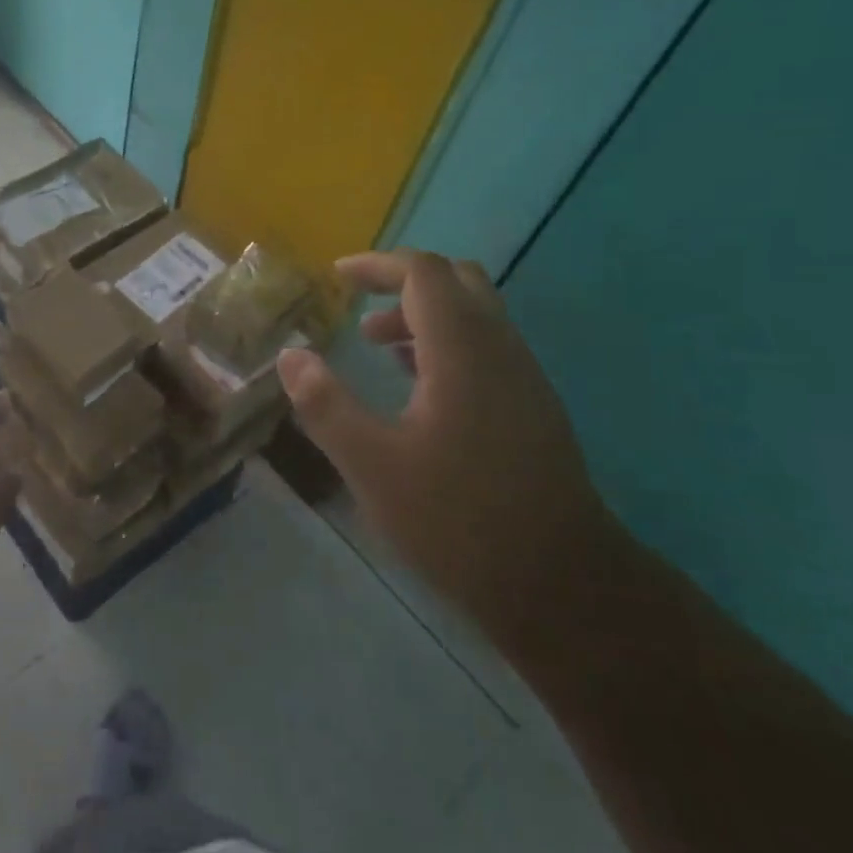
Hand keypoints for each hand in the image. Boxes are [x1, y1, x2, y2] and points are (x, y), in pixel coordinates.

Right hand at [276, 251, 614, 624]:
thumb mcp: (372, 465)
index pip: (423, 274)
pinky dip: (446, 345)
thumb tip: (290, 356)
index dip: (377, 265)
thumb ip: (326, 405)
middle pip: (457, 281)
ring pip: (476, 316)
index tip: (336, 277)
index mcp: (463, 351)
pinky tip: (417, 387)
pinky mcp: (533, 409)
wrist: (562, 586)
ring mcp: (524, 380)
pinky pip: (487, 349)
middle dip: (403, 283)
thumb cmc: (458, 520)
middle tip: (359, 306)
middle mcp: (501, 350)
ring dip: (423, 316)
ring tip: (376, 346)